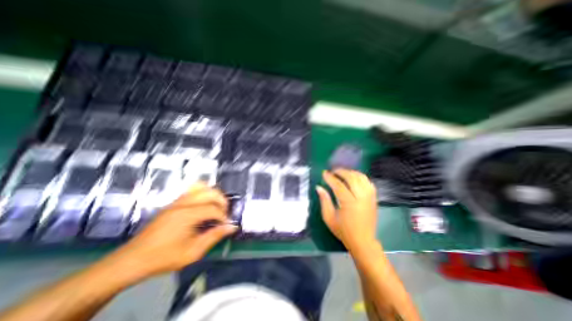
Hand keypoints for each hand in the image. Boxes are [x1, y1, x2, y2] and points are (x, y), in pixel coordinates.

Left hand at [113, 183, 237, 274]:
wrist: (132, 260)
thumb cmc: (163, 257)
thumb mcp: (192, 252)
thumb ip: (214, 236)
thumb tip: (232, 227)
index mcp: (187, 215)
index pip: (213, 209)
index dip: (224, 216)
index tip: (227, 225)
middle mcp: (183, 203)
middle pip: (210, 192)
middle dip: (222, 201)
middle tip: (224, 213)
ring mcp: (177, 201)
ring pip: (201, 187)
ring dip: (213, 195)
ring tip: (216, 206)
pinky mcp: (173, 203)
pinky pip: (192, 190)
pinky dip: (203, 193)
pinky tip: (204, 205)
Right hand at [318, 170, 378, 253]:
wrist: (363, 241)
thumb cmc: (343, 231)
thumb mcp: (329, 217)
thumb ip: (324, 200)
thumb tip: (319, 187)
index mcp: (349, 204)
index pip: (339, 186)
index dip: (330, 178)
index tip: (324, 173)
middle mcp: (361, 198)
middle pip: (352, 178)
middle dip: (341, 172)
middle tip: (332, 171)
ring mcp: (369, 197)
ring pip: (361, 178)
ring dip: (351, 172)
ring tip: (342, 173)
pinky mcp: (374, 198)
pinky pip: (368, 182)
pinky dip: (360, 177)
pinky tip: (353, 178)